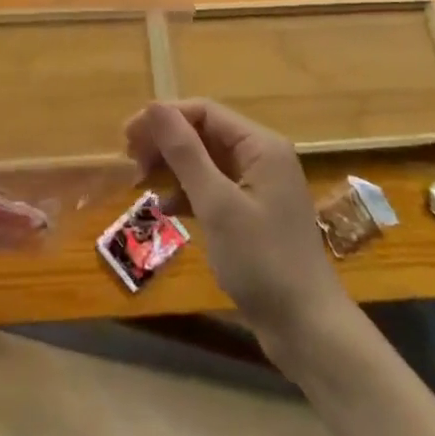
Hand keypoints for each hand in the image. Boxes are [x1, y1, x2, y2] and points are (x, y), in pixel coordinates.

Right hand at [125, 100, 351, 359]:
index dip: (164, 118)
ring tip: (140, 181)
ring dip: (174, 167)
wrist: (307, 329)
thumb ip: (185, 152)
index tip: (127, 137)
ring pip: (207, 161)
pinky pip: (215, 188)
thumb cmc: (262, 261)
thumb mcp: (217, 204)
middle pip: (205, 133)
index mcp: (260, 145)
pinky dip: (189, 192)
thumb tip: (154, 106)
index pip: (204, 112)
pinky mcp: (254, 214)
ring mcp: (260, 187)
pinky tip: (166, 207)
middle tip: (129, 160)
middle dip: (166, 142)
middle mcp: (262, 157)